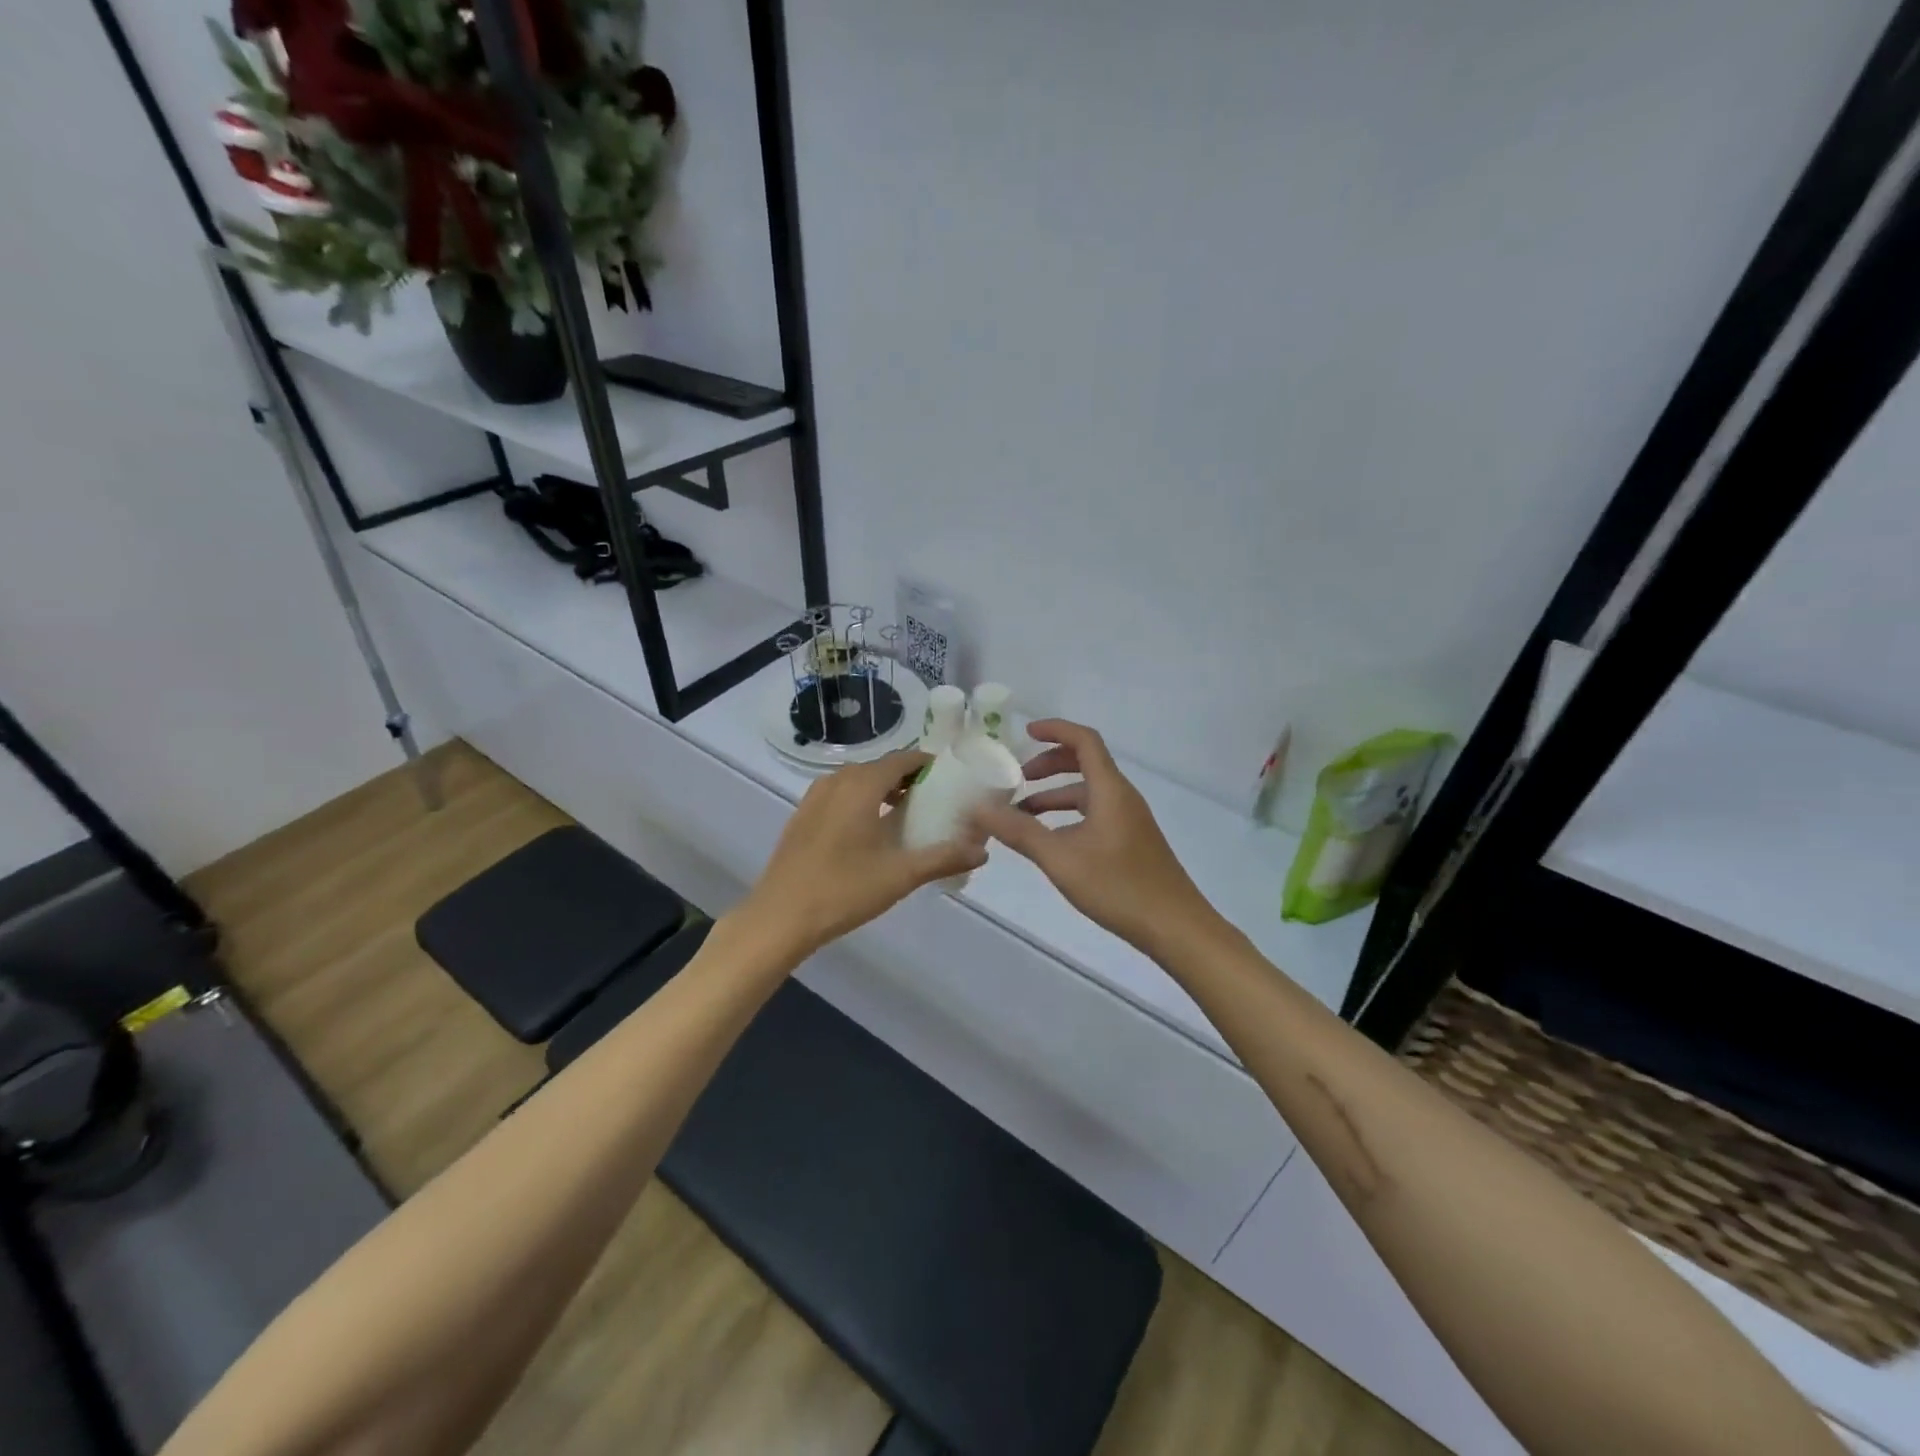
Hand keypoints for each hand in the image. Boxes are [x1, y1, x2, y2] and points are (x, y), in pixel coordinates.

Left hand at [739, 750, 987, 960]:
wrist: (780, 917)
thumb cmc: (843, 890)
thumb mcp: (900, 875)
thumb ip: (943, 858)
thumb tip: (982, 852)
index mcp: (861, 785)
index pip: (903, 759)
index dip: (929, 765)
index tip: (952, 780)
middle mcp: (837, 781)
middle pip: (881, 768)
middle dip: (909, 779)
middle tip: (936, 801)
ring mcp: (815, 797)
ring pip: (858, 782)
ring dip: (884, 791)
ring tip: (907, 816)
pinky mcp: (803, 816)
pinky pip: (841, 796)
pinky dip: (862, 802)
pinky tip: (871, 832)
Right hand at [971, 720, 1214, 954]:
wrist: (1175, 927)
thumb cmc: (1118, 886)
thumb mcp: (1060, 858)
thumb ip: (1019, 832)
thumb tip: (979, 809)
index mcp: (1110, 789)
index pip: (1084, 740)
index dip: (1055, 730)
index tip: (1024, 733)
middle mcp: (1122, 797)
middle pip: (1085, 763)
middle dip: (1049, 764)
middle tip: (1017, 779)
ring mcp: (1129, 820)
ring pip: (1088, 792)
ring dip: (1055, 795)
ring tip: (1021, 814)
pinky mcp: (1131, 841)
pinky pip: (1095, 813)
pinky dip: (1068, 816)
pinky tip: (1049, 840)